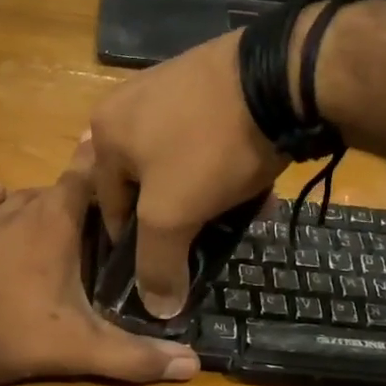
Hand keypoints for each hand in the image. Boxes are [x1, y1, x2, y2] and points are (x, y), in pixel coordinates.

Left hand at [0, 153, 201, 385]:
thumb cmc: (5, 332)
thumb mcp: (76, 349)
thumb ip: (133, 357)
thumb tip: (194, 366)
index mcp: (50, 224)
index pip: (82, 178)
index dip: (99, 165)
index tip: (114, 154)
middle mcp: (10, 212)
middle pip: (46, 192)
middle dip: (67, 200)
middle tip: (85, 218)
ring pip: (4, 201)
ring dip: (24, 204)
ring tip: (38, 213)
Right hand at [89, 29, 286, 319]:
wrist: (281, 77)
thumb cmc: (208, 146)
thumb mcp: (173, 214)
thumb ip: (158, 264)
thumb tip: (158, 308)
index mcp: (104, 132)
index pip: (109, 206)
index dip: (136, 245)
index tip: (166, 266)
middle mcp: (128, 105)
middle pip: (145, 183)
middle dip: (175, 217)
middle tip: (202, 239)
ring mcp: (169, 86)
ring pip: (178, 161)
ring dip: (202, 194)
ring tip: (232, 214)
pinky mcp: (209, 80)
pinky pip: (205, 137)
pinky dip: (221, 164)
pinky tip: (249, 181)